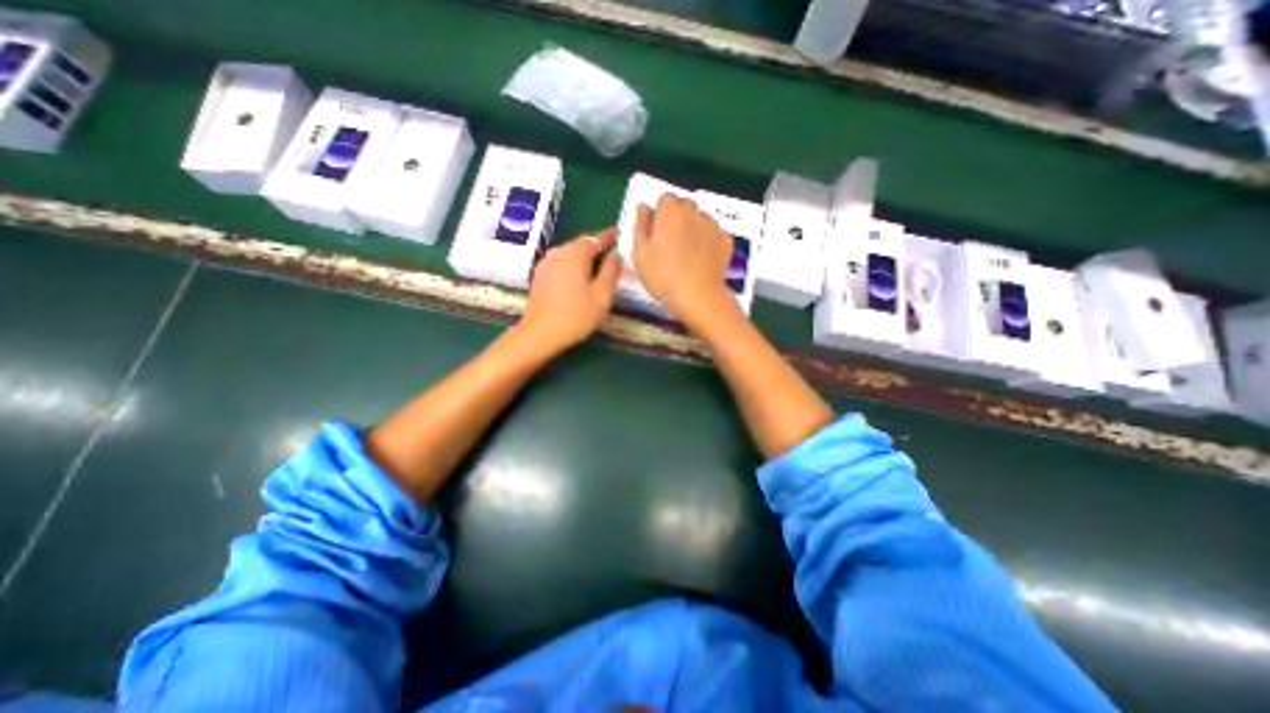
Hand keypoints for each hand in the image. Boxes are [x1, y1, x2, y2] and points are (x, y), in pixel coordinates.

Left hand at [519, 228, 624, 355]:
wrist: (539, 334)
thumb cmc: (576, 315)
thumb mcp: (602, 295)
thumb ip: (611, 271)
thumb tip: (615, 255)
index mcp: (575, 253)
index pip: (596, 238)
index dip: (609, 236)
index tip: (620, 233)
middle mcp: (558, 252)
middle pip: (581, 244)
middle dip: (597, 247)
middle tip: (612, 254)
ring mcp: (546, 264)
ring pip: (570, 255)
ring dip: (584, 258)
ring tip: (598, 268)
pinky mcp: (540, 277)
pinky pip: (561, 264)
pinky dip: (573, 267)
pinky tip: (579, 279)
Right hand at [631, 195, 739, 327]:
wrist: (698, 296)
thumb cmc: (662, 276)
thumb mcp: (640, 253)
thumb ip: (641, 225)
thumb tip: (643, 206)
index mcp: (669, 211)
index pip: (664, 199)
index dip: (660, 214)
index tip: (656, 233)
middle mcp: (693, 211)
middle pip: (684, 206)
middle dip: (677, 218)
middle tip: (670, 244)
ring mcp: (712, 225)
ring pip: (700, 219)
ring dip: (693, 228)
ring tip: (687, 254)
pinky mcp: (726, 240)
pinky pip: (714, 234)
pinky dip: (708, 241)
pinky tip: (702, 260)